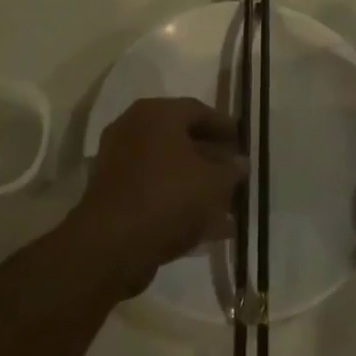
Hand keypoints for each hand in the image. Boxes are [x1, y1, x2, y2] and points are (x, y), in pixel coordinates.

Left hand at [69, 98, 245, 297]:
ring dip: (195, 182)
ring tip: (225, 203)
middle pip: (181, 138)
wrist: (112, 245)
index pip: (198, 110)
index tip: (243, 142)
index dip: (224, 126)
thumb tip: (240, 163)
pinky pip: (153, 188)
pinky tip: (203, 225)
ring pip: (167, 166)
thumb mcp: (214, 183)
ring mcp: (118, 161)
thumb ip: (232, 170)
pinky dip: (176, 200)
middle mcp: (133, 128)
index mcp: (157, 113)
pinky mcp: (111, 193)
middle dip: (211, 157)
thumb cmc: (169, 197)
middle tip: (234, 171)